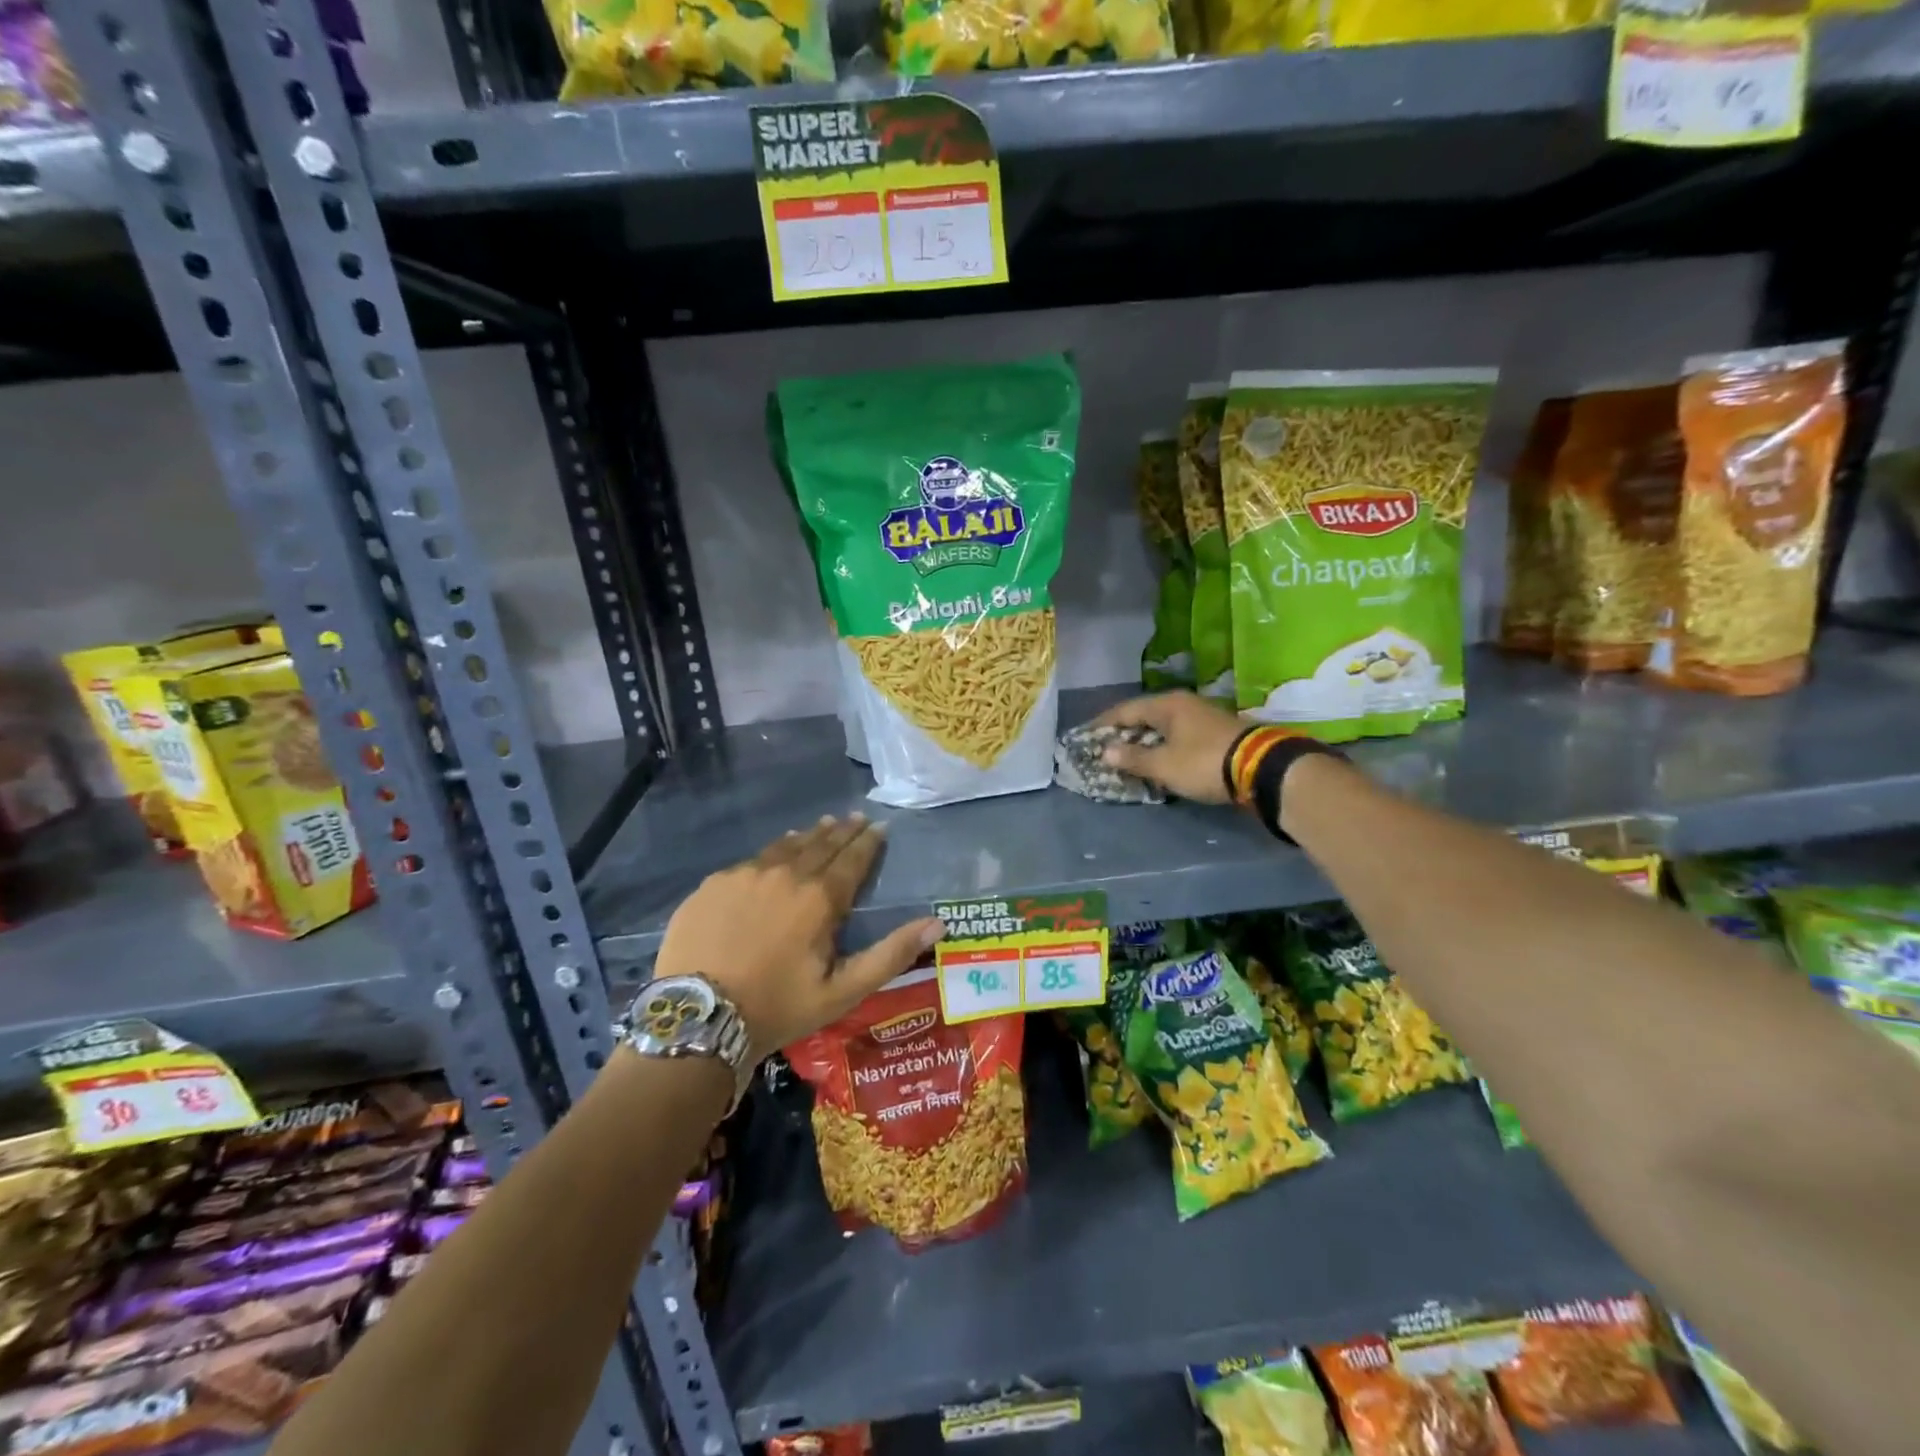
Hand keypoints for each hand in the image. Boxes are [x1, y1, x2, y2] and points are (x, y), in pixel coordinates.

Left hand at [652, 815, 944, 1061]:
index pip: (852, 859)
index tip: (879, 827)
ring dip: (808, 837)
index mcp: (820, 899)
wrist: (697, 1018)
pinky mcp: (714, 884)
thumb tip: (937, 924)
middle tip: (855, 818)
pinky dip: (772, 853)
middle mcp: (785, 875)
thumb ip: (890, 954)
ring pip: (785, 847)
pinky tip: (774, 854)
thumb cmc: (778, 1008)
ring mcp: (745, 875)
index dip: (868, 843)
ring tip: (821, 826)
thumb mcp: (842, 991)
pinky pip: (751, 860)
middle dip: (842, 831)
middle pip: (820, 845)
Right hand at [1094, 692, 1244, 804]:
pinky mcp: (1215, 732)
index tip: (1085, 735)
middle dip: (1124, 732)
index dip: (1103, 723)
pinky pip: (1178, 736)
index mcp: (1167, 704)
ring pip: (1163, 726)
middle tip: (1104, 748)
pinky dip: (1164, 746)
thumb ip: (1133, 758)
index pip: (1125, 710)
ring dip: (1145, 741)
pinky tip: (1158, 759)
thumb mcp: (1164, 764)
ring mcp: (1202, 716)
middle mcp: (1183, 704)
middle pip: (1144, 716)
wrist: (1261, 768)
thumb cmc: (1203, 762)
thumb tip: (1106, 752)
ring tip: (1128, 756)